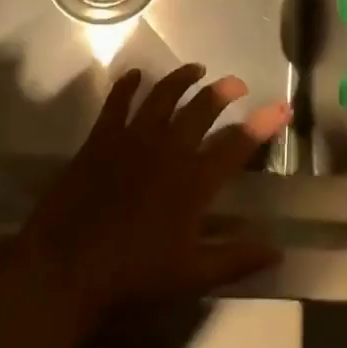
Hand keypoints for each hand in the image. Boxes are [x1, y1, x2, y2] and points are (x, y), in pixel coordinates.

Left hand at [18, 65, 290, 320]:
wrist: (64, 269)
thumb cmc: (132, 277)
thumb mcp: (191, 276)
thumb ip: (235, 259)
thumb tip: (277, 252)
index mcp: (194, 180)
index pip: (238, 143)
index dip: (263, 123)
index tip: (282, 107)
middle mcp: (169, 148)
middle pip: (202, 107)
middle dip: (224, 91)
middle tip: (236, 84)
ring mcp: (133, 138)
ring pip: (164, 95)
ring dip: (182, 78)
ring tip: (196, 70)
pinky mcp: (101, 138)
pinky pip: (118, 101)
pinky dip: (128, 84)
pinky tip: (135, 74)